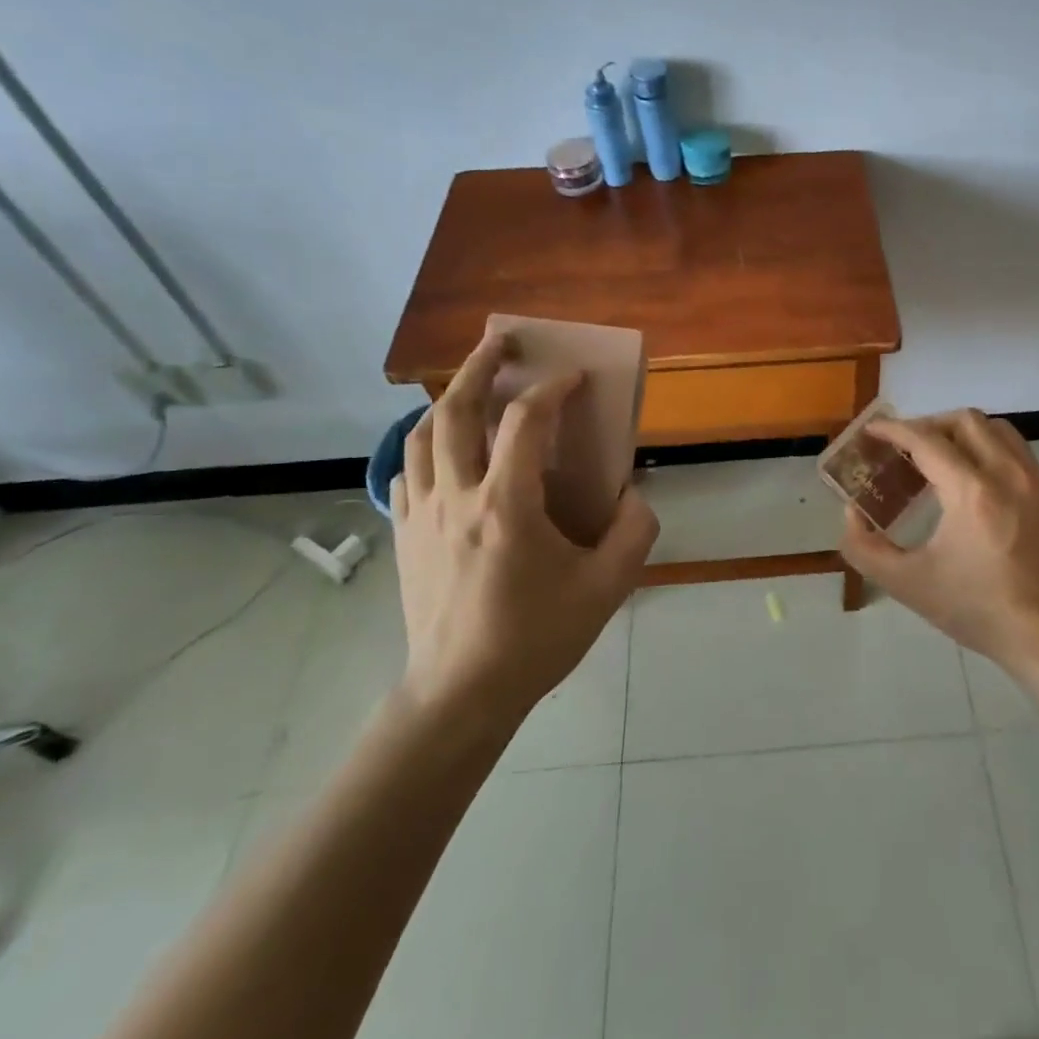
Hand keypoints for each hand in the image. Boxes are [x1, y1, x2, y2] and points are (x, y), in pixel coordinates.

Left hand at [390, 333, 658, 723]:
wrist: (460, 694)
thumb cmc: (536, 638)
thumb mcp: (606, 589)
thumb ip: (633, 533)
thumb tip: (633, 495)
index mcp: (507, 505)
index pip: (525, 422)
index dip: (552, 389)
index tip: (574, 378)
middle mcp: (457, 497)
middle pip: (455, 410)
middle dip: (480, 367)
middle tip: (501, 343)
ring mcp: (421, 515)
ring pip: (421, 436)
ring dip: (447, 399)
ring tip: (469, 385)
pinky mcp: (404, 535)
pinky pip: (406, 472)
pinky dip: (424, 446)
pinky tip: (442, 450)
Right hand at [839, 409, 1038, 675]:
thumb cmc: (977, 610)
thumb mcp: (907, 585)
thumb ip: (864, 547)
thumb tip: (851, 512)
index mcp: (971, 492)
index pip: (925, 439)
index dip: (894, 429)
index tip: (873, 430)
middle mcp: (1010, 474)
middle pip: (966, 421)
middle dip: (931, 424)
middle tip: (909, 447)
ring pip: (1000, 432)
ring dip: (966, 435)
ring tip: (946, 460)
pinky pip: (1023, 460)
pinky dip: (995, 460)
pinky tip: (985, 492)